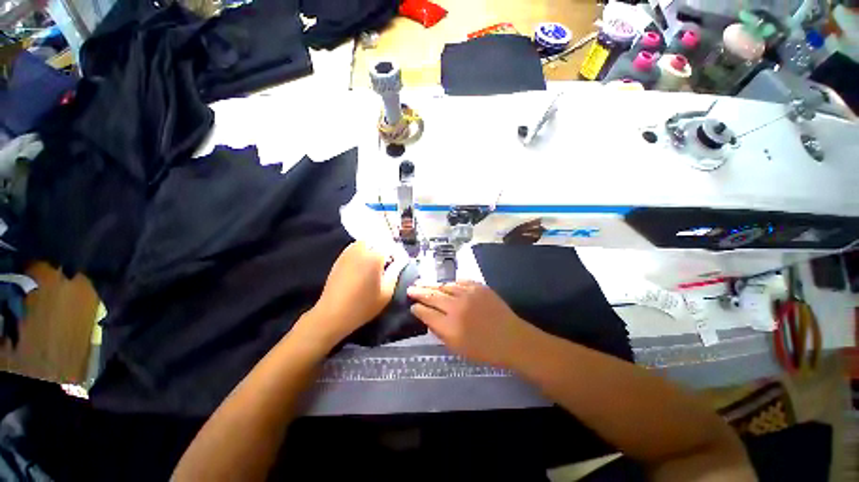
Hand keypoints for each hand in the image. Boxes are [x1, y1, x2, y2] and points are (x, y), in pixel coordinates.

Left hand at [296, 242, 399, 349]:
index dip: (398, 255)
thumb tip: (402, 260)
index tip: (400, 264)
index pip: (392, 247)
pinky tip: (363, 266)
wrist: (333, 313)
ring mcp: (349, 251)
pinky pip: (356, 247)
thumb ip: (396, 271)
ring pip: (367, 242)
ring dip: (374, 249)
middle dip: (386, 249)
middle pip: (379, 241)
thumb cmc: (363, 305)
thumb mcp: (387, 292)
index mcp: (375, 256)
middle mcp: (362, 249)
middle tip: (389, 264)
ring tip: (376, 264)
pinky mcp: (340, 257)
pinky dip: (363, 252)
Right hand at [407, 281, 530, 366]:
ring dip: (433, 286)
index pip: (426, 313)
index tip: (413, 306)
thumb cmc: (484, 349)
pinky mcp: (479, 287)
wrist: (511, 338)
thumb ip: (440, 332)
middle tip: (411, 288)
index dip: (417, 308)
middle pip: (432, 295)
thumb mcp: (457, 348)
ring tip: (425, 284)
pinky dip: (451, 283)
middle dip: (419, 291)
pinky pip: (460, 281)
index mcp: (450, 326)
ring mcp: (468, 294)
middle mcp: (457, 307)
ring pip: (445, 285)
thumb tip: (428, 318)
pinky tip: (446, 285)